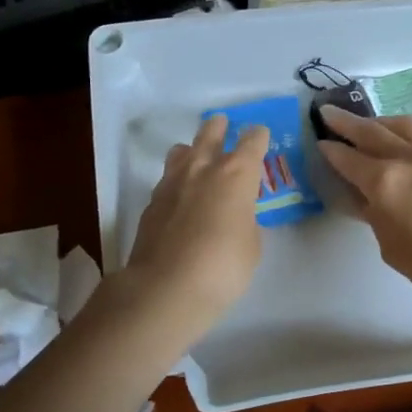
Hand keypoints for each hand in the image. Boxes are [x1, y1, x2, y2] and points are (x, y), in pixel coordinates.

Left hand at [119, 113, 270, 339]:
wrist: (166, 286)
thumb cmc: (223, 266)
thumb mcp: (251, 245)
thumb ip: (245, 221)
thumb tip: (234, 216)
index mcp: (236, 174)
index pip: (252, 142)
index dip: (258, 137)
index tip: (260, 134)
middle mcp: (203, 169)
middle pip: (210, 134)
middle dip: (219, 128)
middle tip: (222, 124)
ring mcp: (172, 183)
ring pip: (181, 151)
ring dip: (192, 150)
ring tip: (195, 156)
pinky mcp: (151, 203)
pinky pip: (167, 180)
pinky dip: (176, 182)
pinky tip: (179, 196)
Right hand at [316, 105, 411, 314]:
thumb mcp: (391, 247)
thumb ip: (375, 215)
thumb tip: (366, 198)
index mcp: (384, 181)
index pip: (348, 159)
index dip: (330, 150)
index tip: (319, 142)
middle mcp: (406, 158)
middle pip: (371, 131)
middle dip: (346, 122)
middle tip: (328, 112)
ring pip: (400, 126)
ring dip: (378, 121)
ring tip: (368, 123)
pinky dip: (404, 134)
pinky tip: (403, 144)